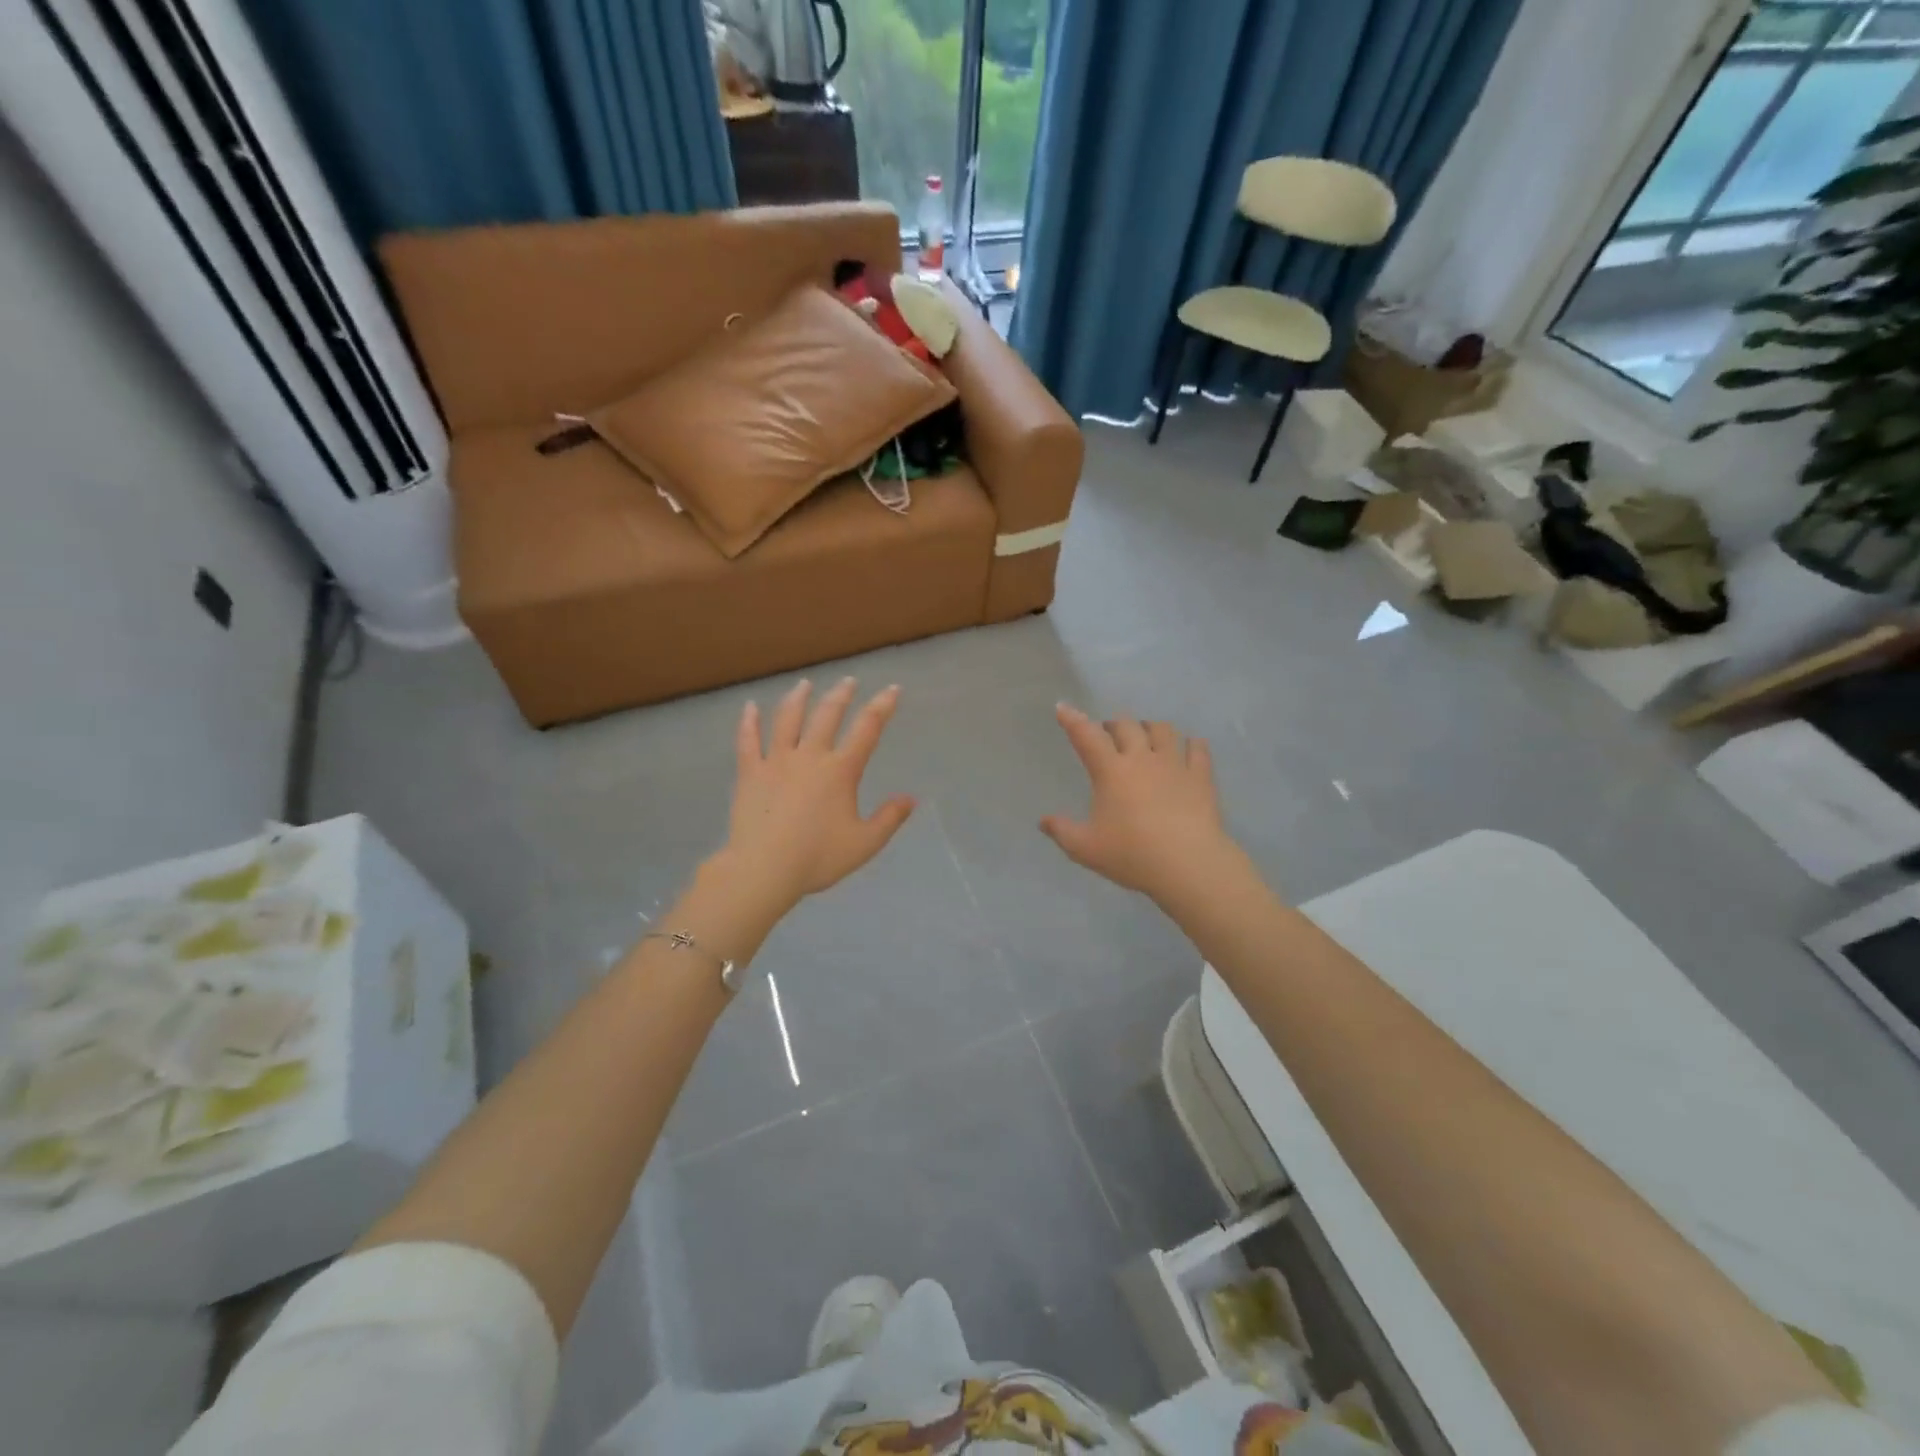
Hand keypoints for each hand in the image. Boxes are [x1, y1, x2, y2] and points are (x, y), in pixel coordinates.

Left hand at [719, 677, 915, 908]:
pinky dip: (749, 722)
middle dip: (841, 695)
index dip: (882, 706)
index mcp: (840, 771)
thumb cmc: (818, 857)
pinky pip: (748, 740)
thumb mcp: (864, 843)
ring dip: (798, 698)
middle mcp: (810, 756)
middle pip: (827, 716)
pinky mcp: (750, 773)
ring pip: (788, 720)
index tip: (892, 689)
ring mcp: (776, 761)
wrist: (764, 868)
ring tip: (804, 684)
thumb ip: (889, 818)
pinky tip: (749, 707)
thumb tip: (910, 799)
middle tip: (848, 680)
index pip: (867, 729)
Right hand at [1040, 705, 1241, 904]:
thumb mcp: (1085, 848)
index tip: (1063, 708)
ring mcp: (1175, 764)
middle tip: (1108, 733)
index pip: (1087, 736)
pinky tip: (1189, 748)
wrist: (1188, 865)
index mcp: (1111, 771)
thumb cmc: (1131, 855)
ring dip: (1150, 728)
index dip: (1073, 720)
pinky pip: (1198, 749)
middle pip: (1126, 725)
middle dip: (1113, 724)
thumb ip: (1062, 831)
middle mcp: (1142, 758)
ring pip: (1163, 730)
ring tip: (1146, 736)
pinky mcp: (1201, 776)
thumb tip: (1043, 821)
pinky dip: (1191, 744)